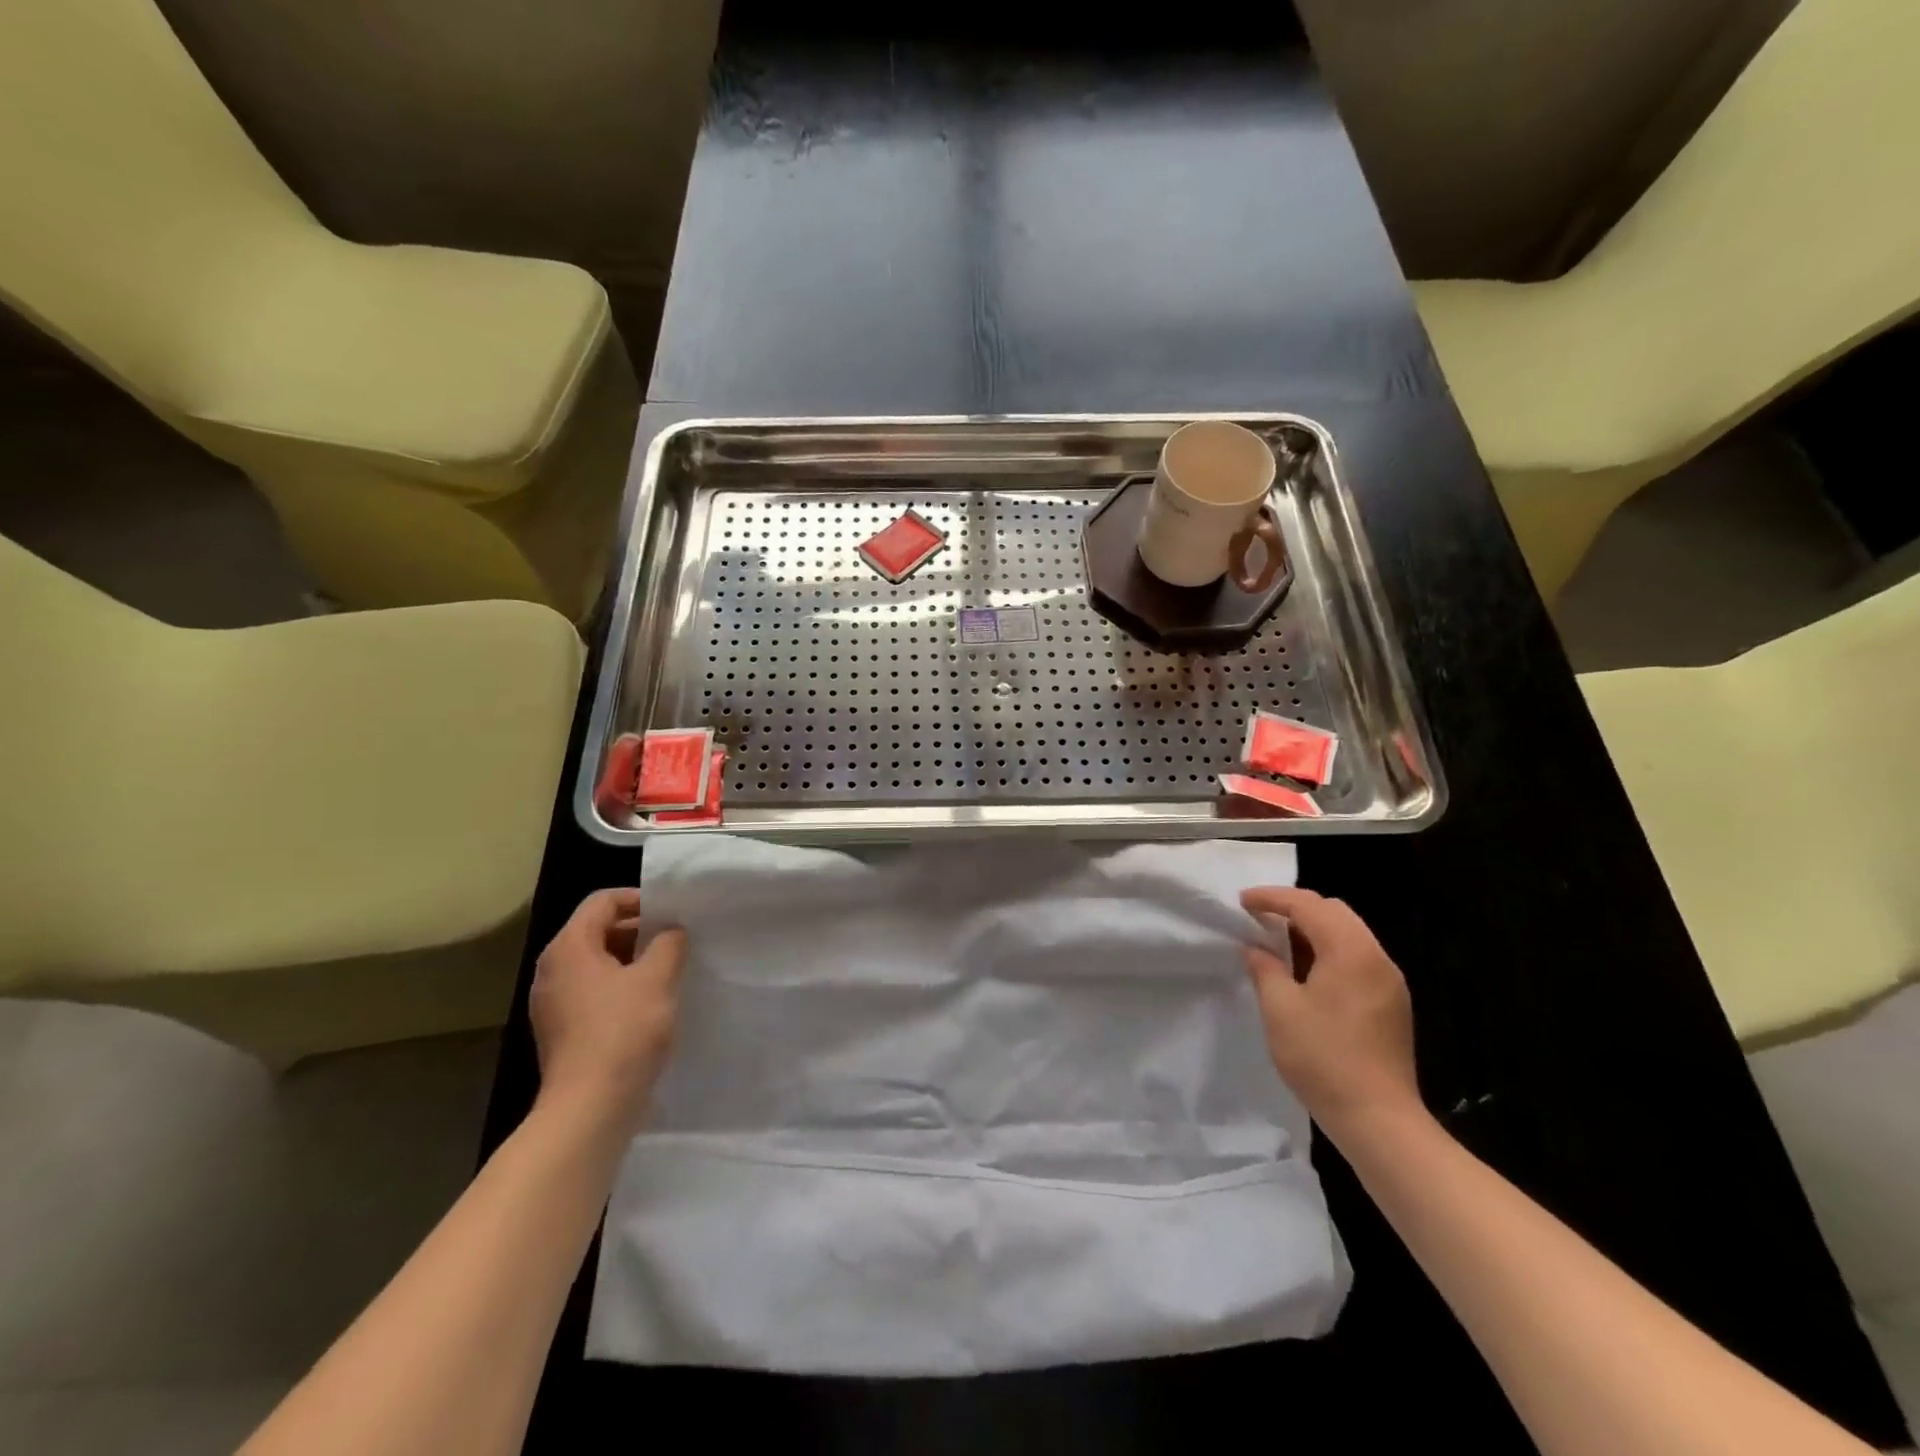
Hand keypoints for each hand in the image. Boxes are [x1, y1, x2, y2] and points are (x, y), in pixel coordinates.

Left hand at [529, 888, 686, 1135]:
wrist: (589, 1108)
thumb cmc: (623, 1031)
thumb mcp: (657, 978)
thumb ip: (668, 943)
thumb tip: (671, 932)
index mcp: (569, 947)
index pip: (602, 901)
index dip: (639, 899)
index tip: (672, 913)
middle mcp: (552, 969)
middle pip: (597, 930)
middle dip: (638, 930)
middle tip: (675, 940)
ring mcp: (552, 1003)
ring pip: (596, 964)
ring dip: (632, 961)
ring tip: (668, 971)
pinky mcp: (560, 1031)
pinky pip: (592, 993)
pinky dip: (620, 988)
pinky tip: (649, 1005)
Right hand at [1240, 887, 1421, 1135]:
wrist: (1379, 1120)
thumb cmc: (1323, 1058)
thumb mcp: (1280, 1009)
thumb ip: (1265, 968)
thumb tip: (1255, 948)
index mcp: (1350, 951)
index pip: (1308, 905)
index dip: (1272, 898)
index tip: (1242, 902)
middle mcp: (1376, 957)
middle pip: (1334, 912)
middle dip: (1295, 909)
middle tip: (1260, 920)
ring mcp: (1389, 981)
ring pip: (1348, 934)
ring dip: (1312, 931)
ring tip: (1277, 945)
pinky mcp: (1391, 1004)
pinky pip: (1357, 958)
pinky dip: (1328, 952)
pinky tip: (1306, 973)